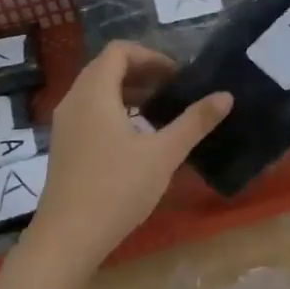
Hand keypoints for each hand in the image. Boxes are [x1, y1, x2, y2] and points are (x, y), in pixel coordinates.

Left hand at [0, 42, 231, 288]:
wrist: (68, 237)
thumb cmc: (117, 189)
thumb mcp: (163, 154)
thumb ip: (194, 122)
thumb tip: (226, 96)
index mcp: (94, 93)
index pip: (119, 51)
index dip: (151, 56)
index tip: (177, 76)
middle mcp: (74, 100)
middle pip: (106, 67)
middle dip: (142, 72)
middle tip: (173, 90)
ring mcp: (65, 124)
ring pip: (96, 91)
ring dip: (128, 91)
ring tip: (159, 110)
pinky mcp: (64, 145)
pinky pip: (89, 111)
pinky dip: (114, 110)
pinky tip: (136, 137)